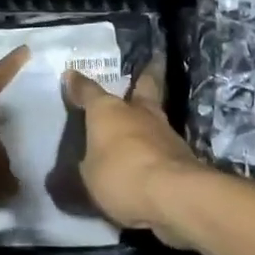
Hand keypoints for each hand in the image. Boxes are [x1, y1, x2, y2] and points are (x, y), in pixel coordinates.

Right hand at [62, 67, 205, 242]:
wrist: (173, 193)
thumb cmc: (121, 176)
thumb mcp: (89, 176)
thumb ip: (85, 165)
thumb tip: (77, 166)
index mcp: (108, 111)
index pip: (89, 92)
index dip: (78, 85)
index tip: (71, 74)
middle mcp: (138, 112)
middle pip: (144, 86)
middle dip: (146, 74)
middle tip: (153, 61)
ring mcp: (164, 130)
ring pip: (156, 114)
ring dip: (150, 115)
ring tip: (145, 117)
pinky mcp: (182, 153)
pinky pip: (164, 143)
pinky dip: (157, 144)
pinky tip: (154, 153)